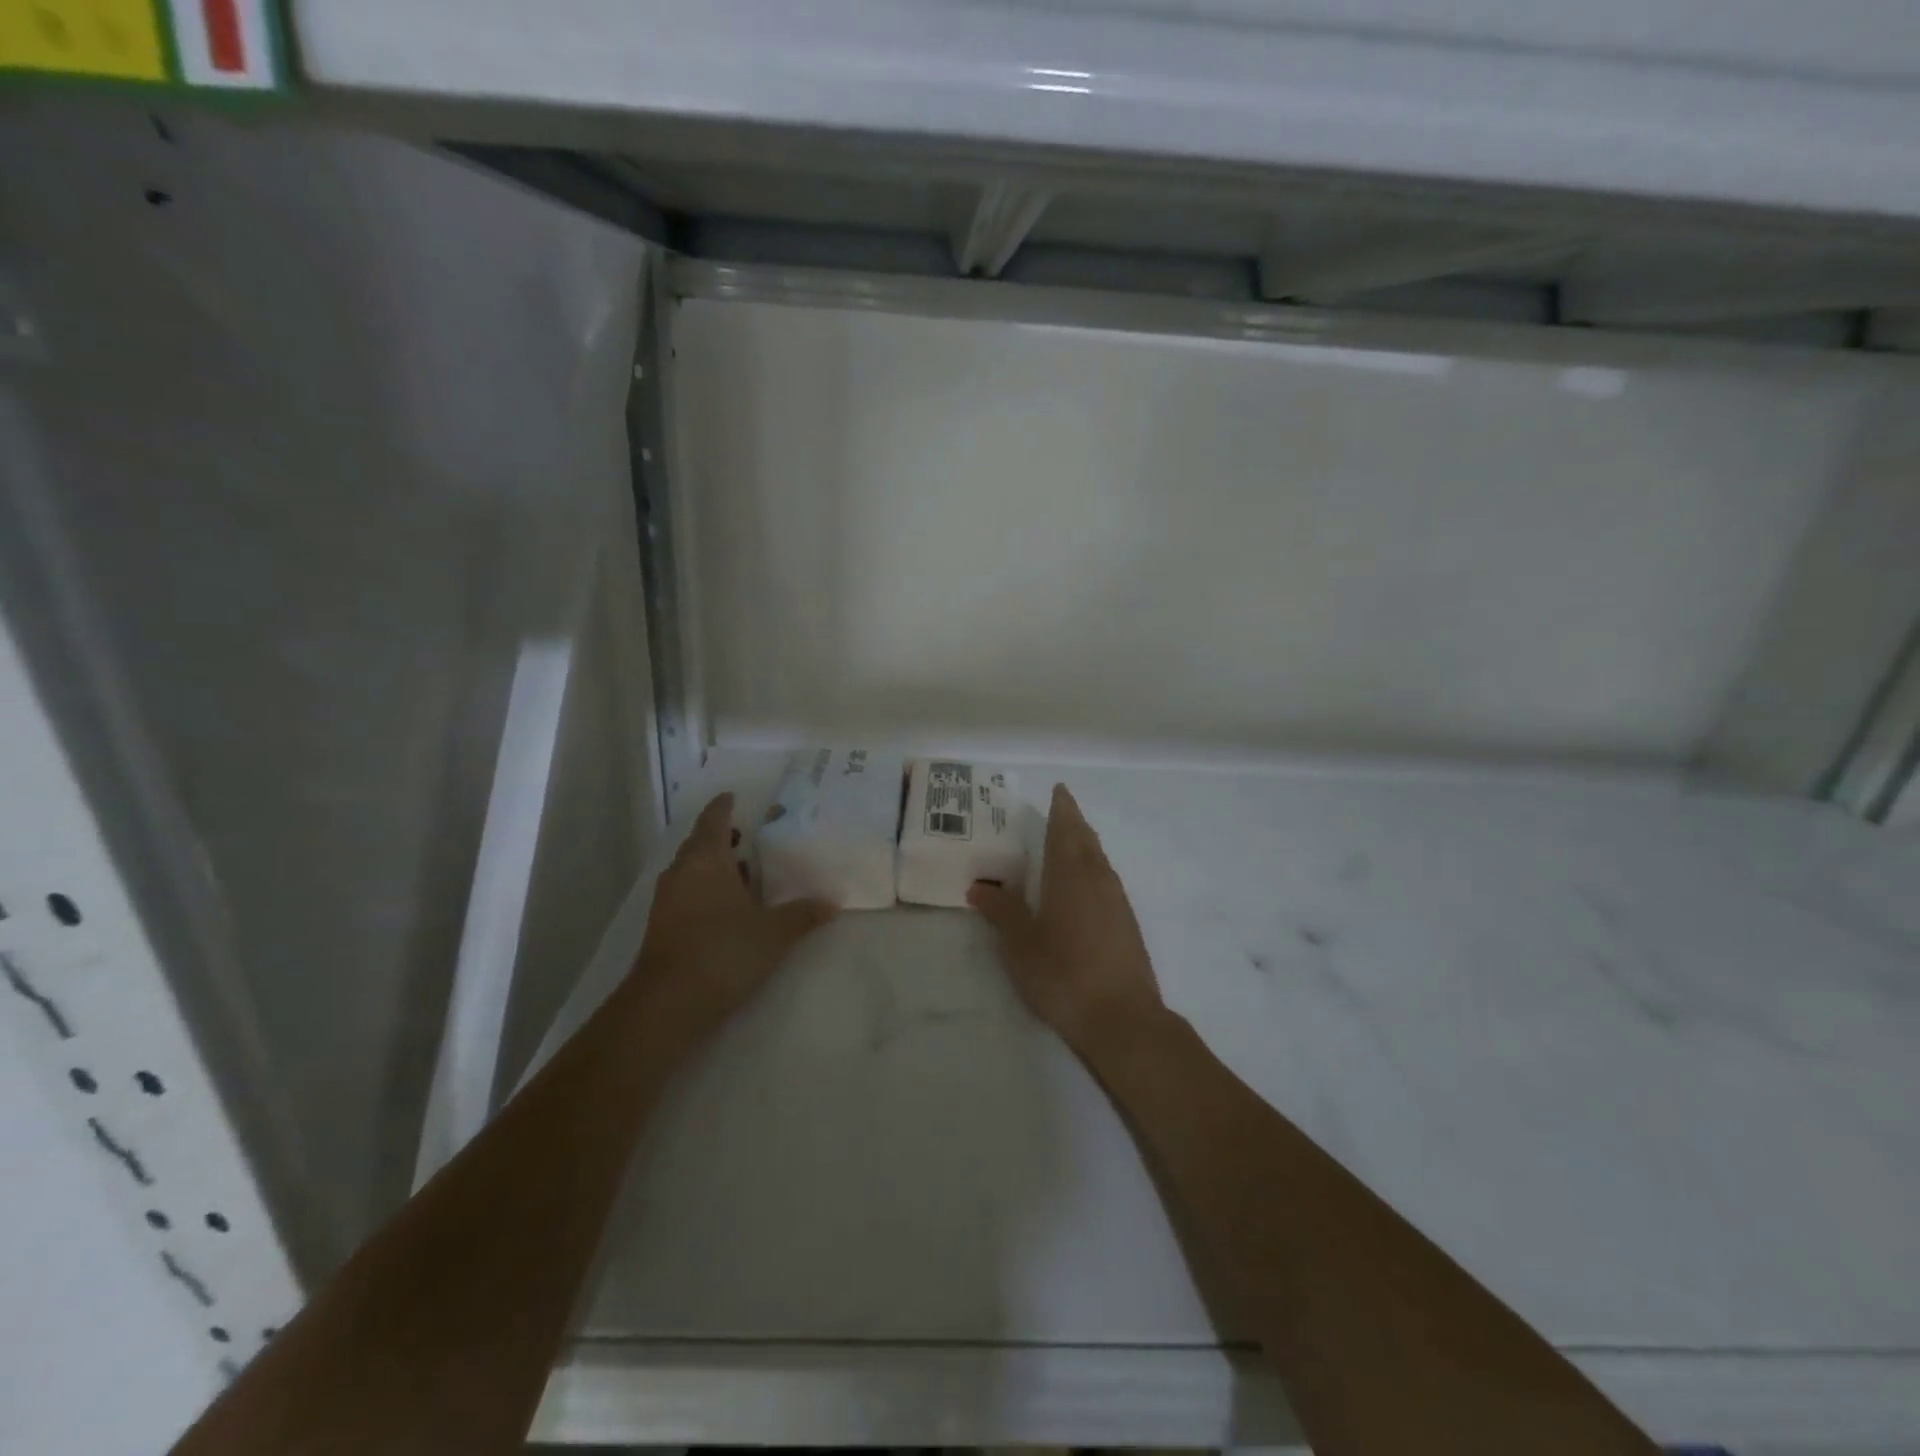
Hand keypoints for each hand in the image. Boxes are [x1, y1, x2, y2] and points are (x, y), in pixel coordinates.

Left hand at [632, 793, 835, 1042]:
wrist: (668, 1004)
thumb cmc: (724, 951)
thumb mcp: (774, 932)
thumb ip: (803, 914)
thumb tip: (832, 902)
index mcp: (706, 860)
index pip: (713, 820)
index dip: (723, 807)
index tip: (733, 797)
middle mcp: (682, 873)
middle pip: (699, 844)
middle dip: (720, 837)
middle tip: (746, 834)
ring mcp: (667, 902)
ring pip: (691, 871)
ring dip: (713, 866)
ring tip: (743, 870)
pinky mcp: (663, 928)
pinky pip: (687, 894)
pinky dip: (706, 890)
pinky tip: (728, 907)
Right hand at [969, 783, 1165, 1050]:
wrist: (1123, 1018)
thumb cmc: (1063, 974)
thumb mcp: (1020, 944)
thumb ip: (1001, 912)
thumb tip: (979, 887)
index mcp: (1071, 874)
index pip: (1066, 828)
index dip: (1062, 808)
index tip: (1059, 790)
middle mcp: (1098, 878)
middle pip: (1086, 839)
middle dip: (1073, 822)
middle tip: (1060, 810)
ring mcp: (1118, 901)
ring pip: (1099, 859)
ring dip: (1084, 845)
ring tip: (1068, 843)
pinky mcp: (1127, 923)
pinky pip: (1106, 880)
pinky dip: (1092, 869)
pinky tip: (1083, 887)